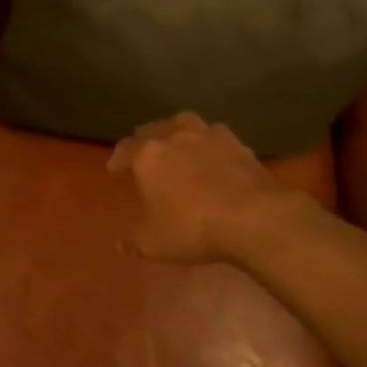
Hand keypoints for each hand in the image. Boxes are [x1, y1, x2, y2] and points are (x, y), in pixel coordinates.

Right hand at [108, 112, 301, 264]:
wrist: (252, 218)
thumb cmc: (192, 228)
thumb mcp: (154, 243)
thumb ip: (134, 241)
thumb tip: (120, 244)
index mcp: (148, 155)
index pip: (126, 148)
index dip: (118, 158)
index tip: (115, 168)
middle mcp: (175, 137)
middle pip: (154, 129)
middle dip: (145, 139)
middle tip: (144, 151)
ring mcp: (209, 137)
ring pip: (186, 122)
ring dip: (177, 129)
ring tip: (177, 141)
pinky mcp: (238, 144)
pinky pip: (216, 135)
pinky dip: (209, 141)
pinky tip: (212, 152)